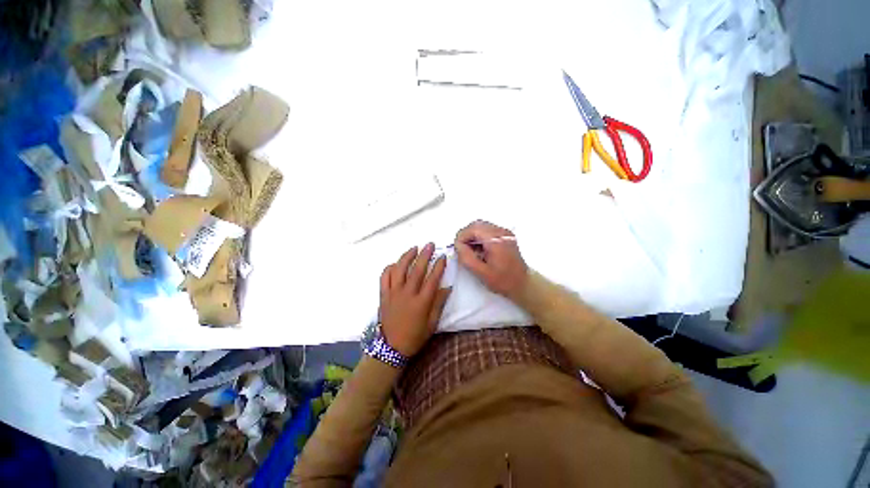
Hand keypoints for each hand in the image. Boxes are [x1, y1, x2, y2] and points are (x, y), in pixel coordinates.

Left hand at [379, 243, 450, 357]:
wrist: (391, 348)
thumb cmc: (415, 336)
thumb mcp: (432, 323)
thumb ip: (439, 304)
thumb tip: (447, 287)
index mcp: (421, 302)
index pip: (432, 279)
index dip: (439, 266)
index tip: (443, 256)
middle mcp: (407, 294)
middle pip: (417, 270)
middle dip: (425, 255)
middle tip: (430, 244)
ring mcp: (393, 293)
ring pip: (399, 269)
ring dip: (407, 256)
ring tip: (414, 248)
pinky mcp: (383, 294)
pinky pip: (384, 277)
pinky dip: (390, 267)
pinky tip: (396, 263)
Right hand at [454, 221, 528, 299]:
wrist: (523, 283)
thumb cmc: (503, 280)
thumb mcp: (481, 273)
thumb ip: (467, 258)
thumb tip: (457, 245)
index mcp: (496, 240)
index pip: (473, 229)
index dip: (462, 237)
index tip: (458, 250)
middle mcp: (501, 232)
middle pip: (477, 224)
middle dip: (466, 235)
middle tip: (462, 250)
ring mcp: (504, 232)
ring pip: (481, 226)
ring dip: (472, 236)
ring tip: (471, 251)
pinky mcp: (505, 235)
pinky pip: (487, 230)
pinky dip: (479, 237)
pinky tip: (479, 250)